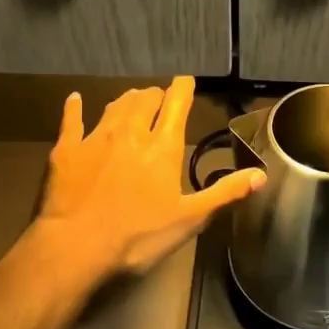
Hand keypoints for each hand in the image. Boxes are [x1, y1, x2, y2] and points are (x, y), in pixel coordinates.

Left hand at [35, 76, 264, 285]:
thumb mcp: (189, 220)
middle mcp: (131, 132)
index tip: (186, 81)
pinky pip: (72, 119)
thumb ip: (224, 194)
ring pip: (115, 105)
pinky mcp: (67, 149)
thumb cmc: (138, 236)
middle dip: (156, 96)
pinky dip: (75, 107)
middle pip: (145, 99)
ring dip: (127, 100)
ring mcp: (96, 137)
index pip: (177, 103)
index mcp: (163, 147)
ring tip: (132, 101)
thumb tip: (261, 175)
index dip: (183, 88)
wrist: (76, 246)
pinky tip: (75, 100)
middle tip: (160, 101)